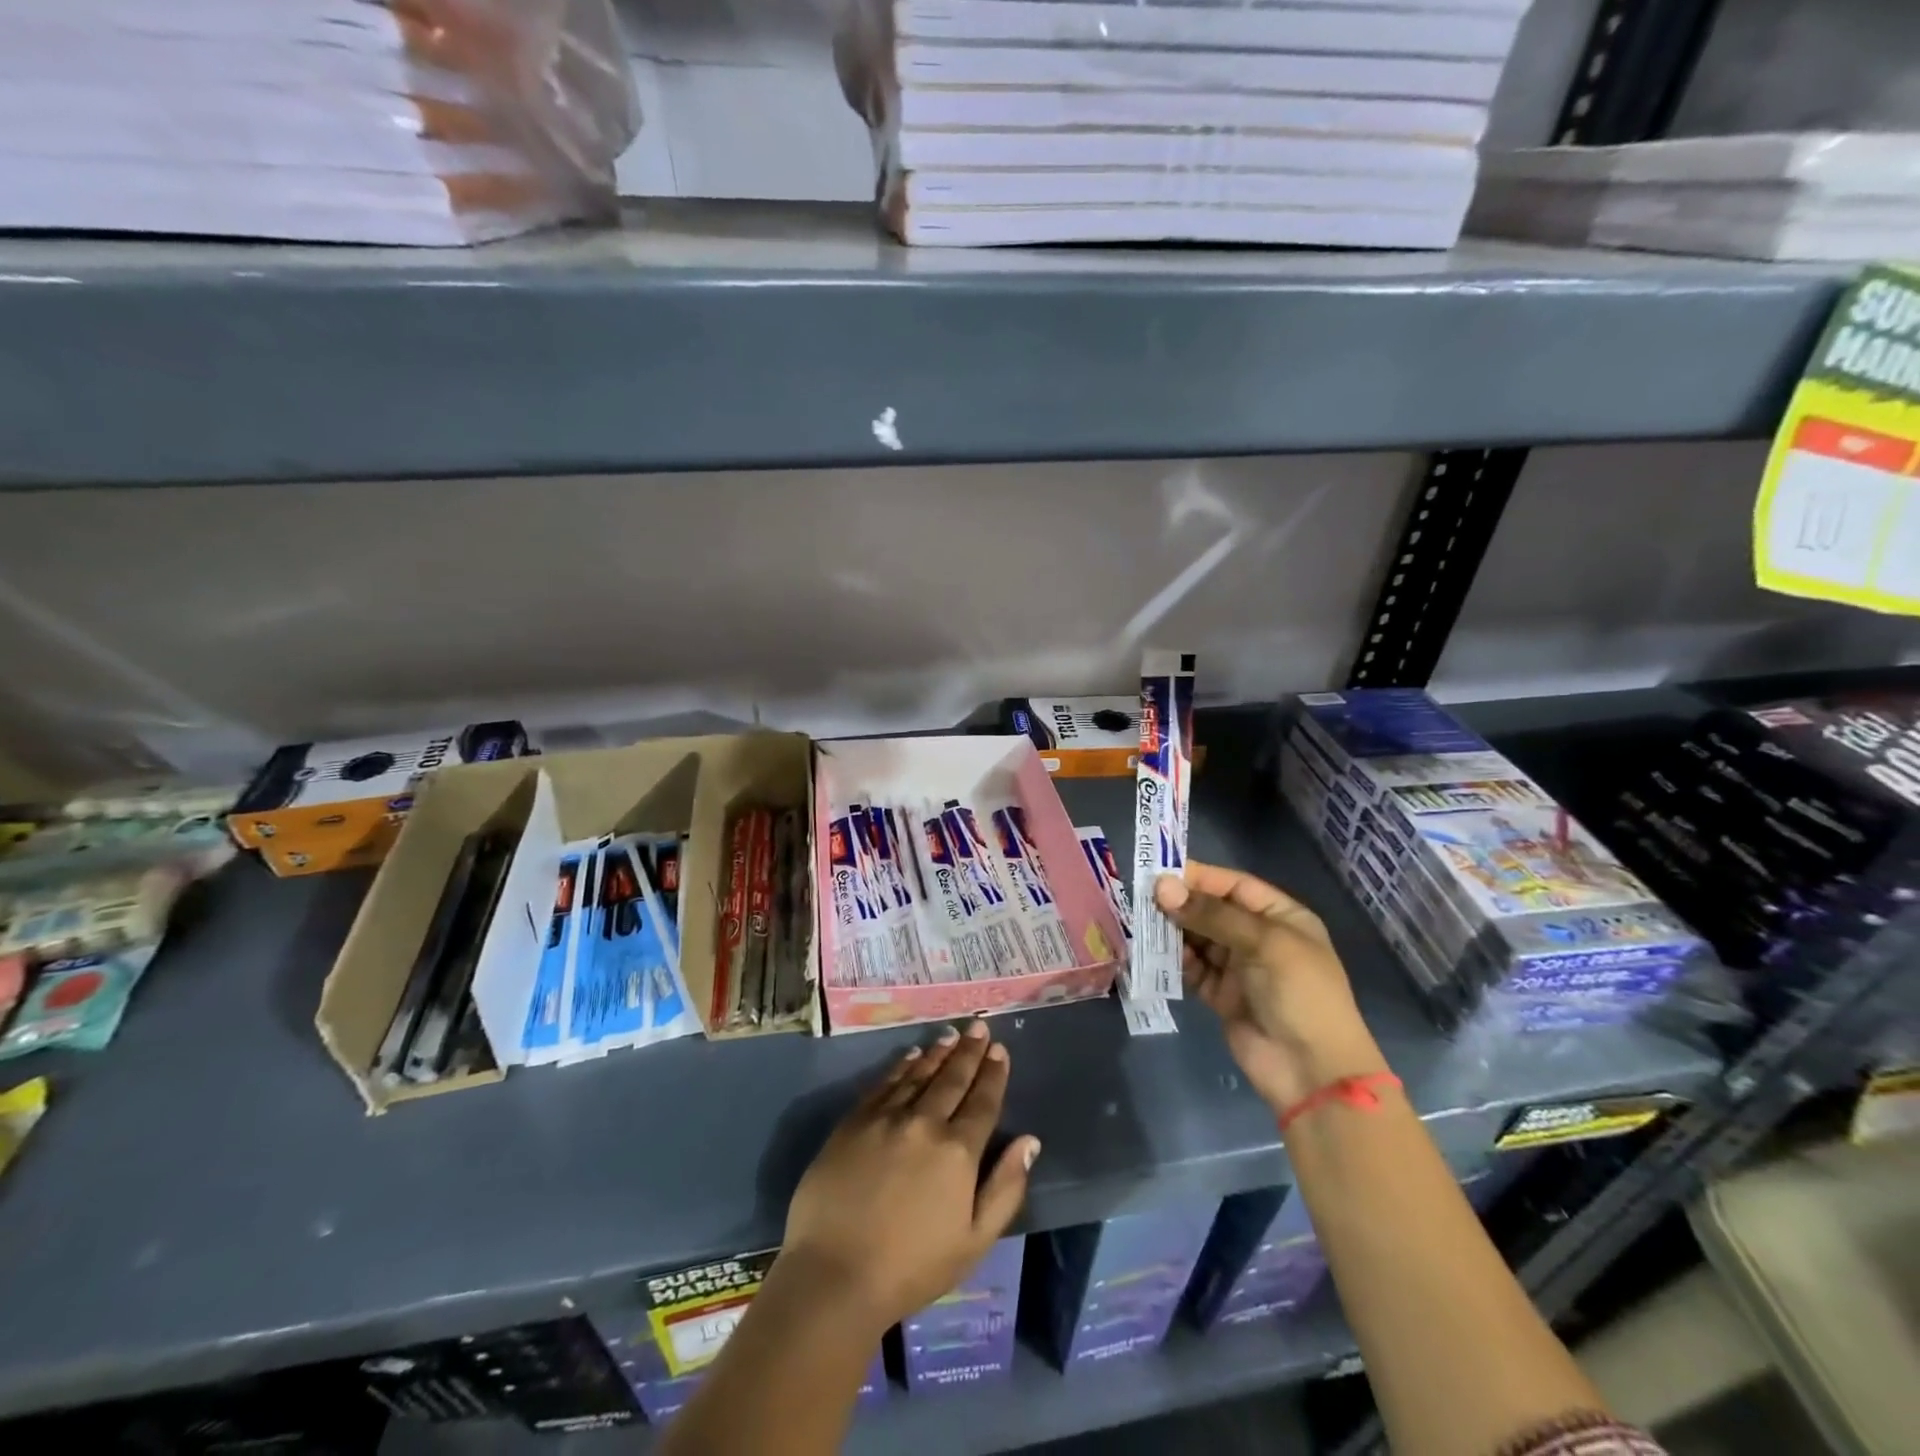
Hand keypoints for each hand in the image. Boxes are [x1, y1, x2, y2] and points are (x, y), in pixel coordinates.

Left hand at [779, 1020, 1038, 1334]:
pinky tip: (911, 1056)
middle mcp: (924, 1123)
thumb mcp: (974, 1241)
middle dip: (969, 1051)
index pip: (982, 1102)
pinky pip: (884, 1083)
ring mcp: (886, 1118)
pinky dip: (901, 1066)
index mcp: (957, 1152)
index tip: (999, 1050)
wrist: (834, 1274)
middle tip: (979, 1027)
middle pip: (952, 1079)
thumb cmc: (911, 1268)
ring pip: (919, 1074)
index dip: (993, 1074)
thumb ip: (1005, 1188)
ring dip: (938, 1053)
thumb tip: (1030, 1141)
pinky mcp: (854, 1121)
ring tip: (951, 1035)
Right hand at [1154, 862, 1387, 1109]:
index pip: (1234, 886)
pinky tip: (1157, 954)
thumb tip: (1162, 887)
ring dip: (1174, 931)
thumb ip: (1211, 914)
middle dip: (1181, 904)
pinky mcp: (1222, 995)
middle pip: (1213, 911)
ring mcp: (1240, 968)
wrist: (1312, 1071)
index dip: (1199, 877)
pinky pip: (1194, 969)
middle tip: (1143, 898)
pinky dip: (1176, 961)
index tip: (1160, 873)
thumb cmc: (1299, 993)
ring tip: (1144, 923)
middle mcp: (1259, 938)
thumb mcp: (1262, 943)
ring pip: (1199, 939)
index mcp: (1281, 917)